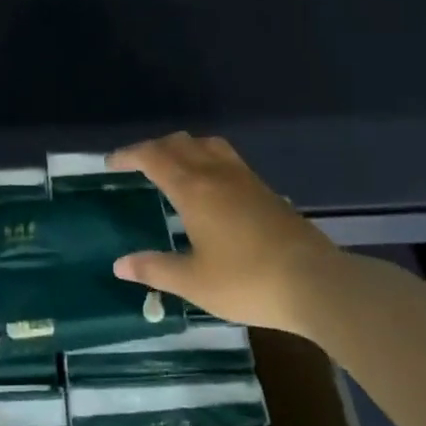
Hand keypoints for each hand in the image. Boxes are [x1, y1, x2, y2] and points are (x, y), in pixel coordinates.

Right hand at [108, 133, 339, 336]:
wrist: (314, 282)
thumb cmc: (246, 281)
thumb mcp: (193, 282)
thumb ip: (154, 268)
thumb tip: (119, 264)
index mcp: (194, 190)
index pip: (153, 157)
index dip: (129, 155)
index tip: (111, 163)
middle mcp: (217, 174)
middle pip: (180, 143)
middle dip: (153, 148)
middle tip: (136, 164)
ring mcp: (245, 178)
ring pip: (207, 145)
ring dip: (184, 147)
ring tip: (173, 166)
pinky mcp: (264, 190)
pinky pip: (227, 158)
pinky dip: (207, 158)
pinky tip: (211, 186)